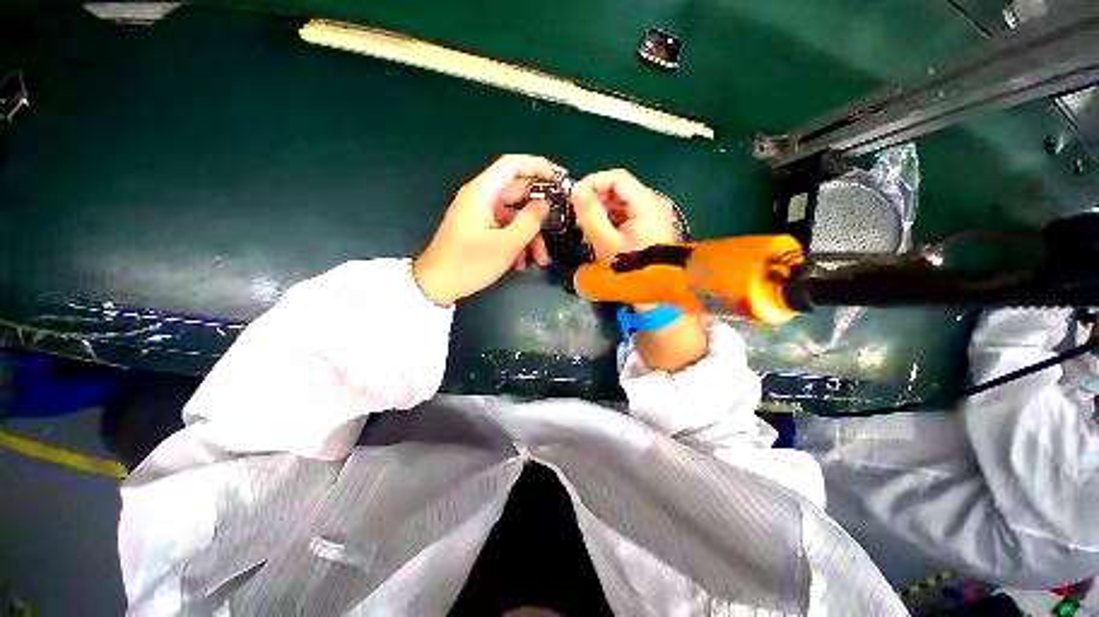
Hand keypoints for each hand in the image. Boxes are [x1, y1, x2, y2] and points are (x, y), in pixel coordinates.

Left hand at [413, 155, 560, 305]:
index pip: (512, 165)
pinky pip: (504, 228)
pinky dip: (516, 242)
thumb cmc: (470, 263)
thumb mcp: (506, 244)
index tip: (560, 179)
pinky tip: (521, 263)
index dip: (538, 166)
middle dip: (538, 213)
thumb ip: (529, 221)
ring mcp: (480, 214)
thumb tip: (545, 203)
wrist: (437, 285)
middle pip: (517, 193)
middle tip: (559, 225)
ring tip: (540, 259)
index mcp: (482, 192)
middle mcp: (481, 198)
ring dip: (529, 235)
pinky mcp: (479, 229)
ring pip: (514, 216)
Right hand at [571, 169, 677, 261]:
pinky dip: (606, 221)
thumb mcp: (606, 242)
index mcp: (645, 204)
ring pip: (617, 203)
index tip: (574, 197)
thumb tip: (576, 189)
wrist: (652, 292)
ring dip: (598, 212)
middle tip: (578, 217)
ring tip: (585, 230)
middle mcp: (650, 204)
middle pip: (617, 189)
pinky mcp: (643, 227)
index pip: (616, 177)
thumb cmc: (630, 269)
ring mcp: (648, 216)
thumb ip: (590, 214)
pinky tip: (596, 235)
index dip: (593, 182)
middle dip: (594, 199)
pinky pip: (621, 216)